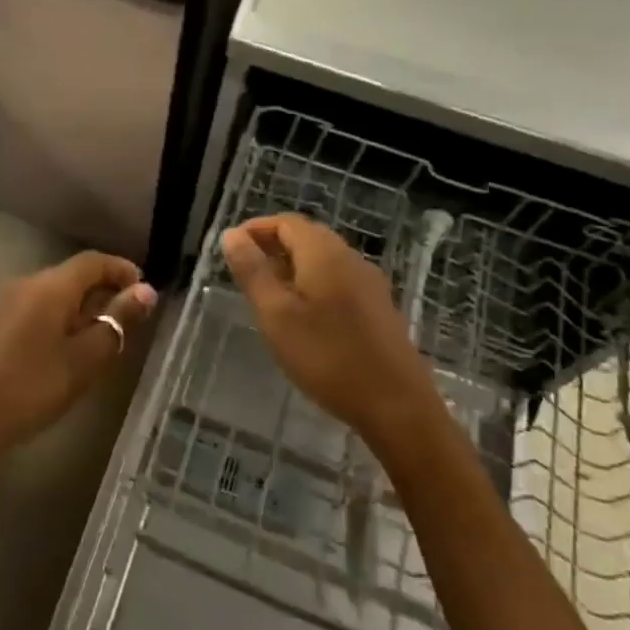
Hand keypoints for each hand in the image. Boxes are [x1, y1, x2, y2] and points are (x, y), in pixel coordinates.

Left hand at [0, 251, 157, 478]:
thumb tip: (145, 291)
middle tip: (125, 323)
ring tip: (95, 342)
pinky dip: (54, 320)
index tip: (144, 291)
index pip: (93, 261)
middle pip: (70, 275)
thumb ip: (115, 324)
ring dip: (77, 308)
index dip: (121, 270)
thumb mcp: (82, 362)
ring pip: (49, 294)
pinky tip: (58, 352)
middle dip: (101, 292)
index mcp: (48, 286)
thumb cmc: (27, 390)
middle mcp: (23, 283)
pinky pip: (30, 309)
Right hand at [222, 215, 438, 451]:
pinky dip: (313, 285)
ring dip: (293, 268)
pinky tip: (304, 318)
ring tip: (269, 297)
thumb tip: (232, 234)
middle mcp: (350, 258)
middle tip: (246, 273)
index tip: (231, 249)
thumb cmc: (328, 357)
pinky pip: (339, 281)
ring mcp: (370, 283)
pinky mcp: (379, 309)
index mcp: (324, 252)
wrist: (397, 407)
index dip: (256, 229)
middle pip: (307, 237)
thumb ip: (252, 271)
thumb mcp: (276, 315)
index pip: (285, 222)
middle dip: (273, 247)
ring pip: (324, 260)